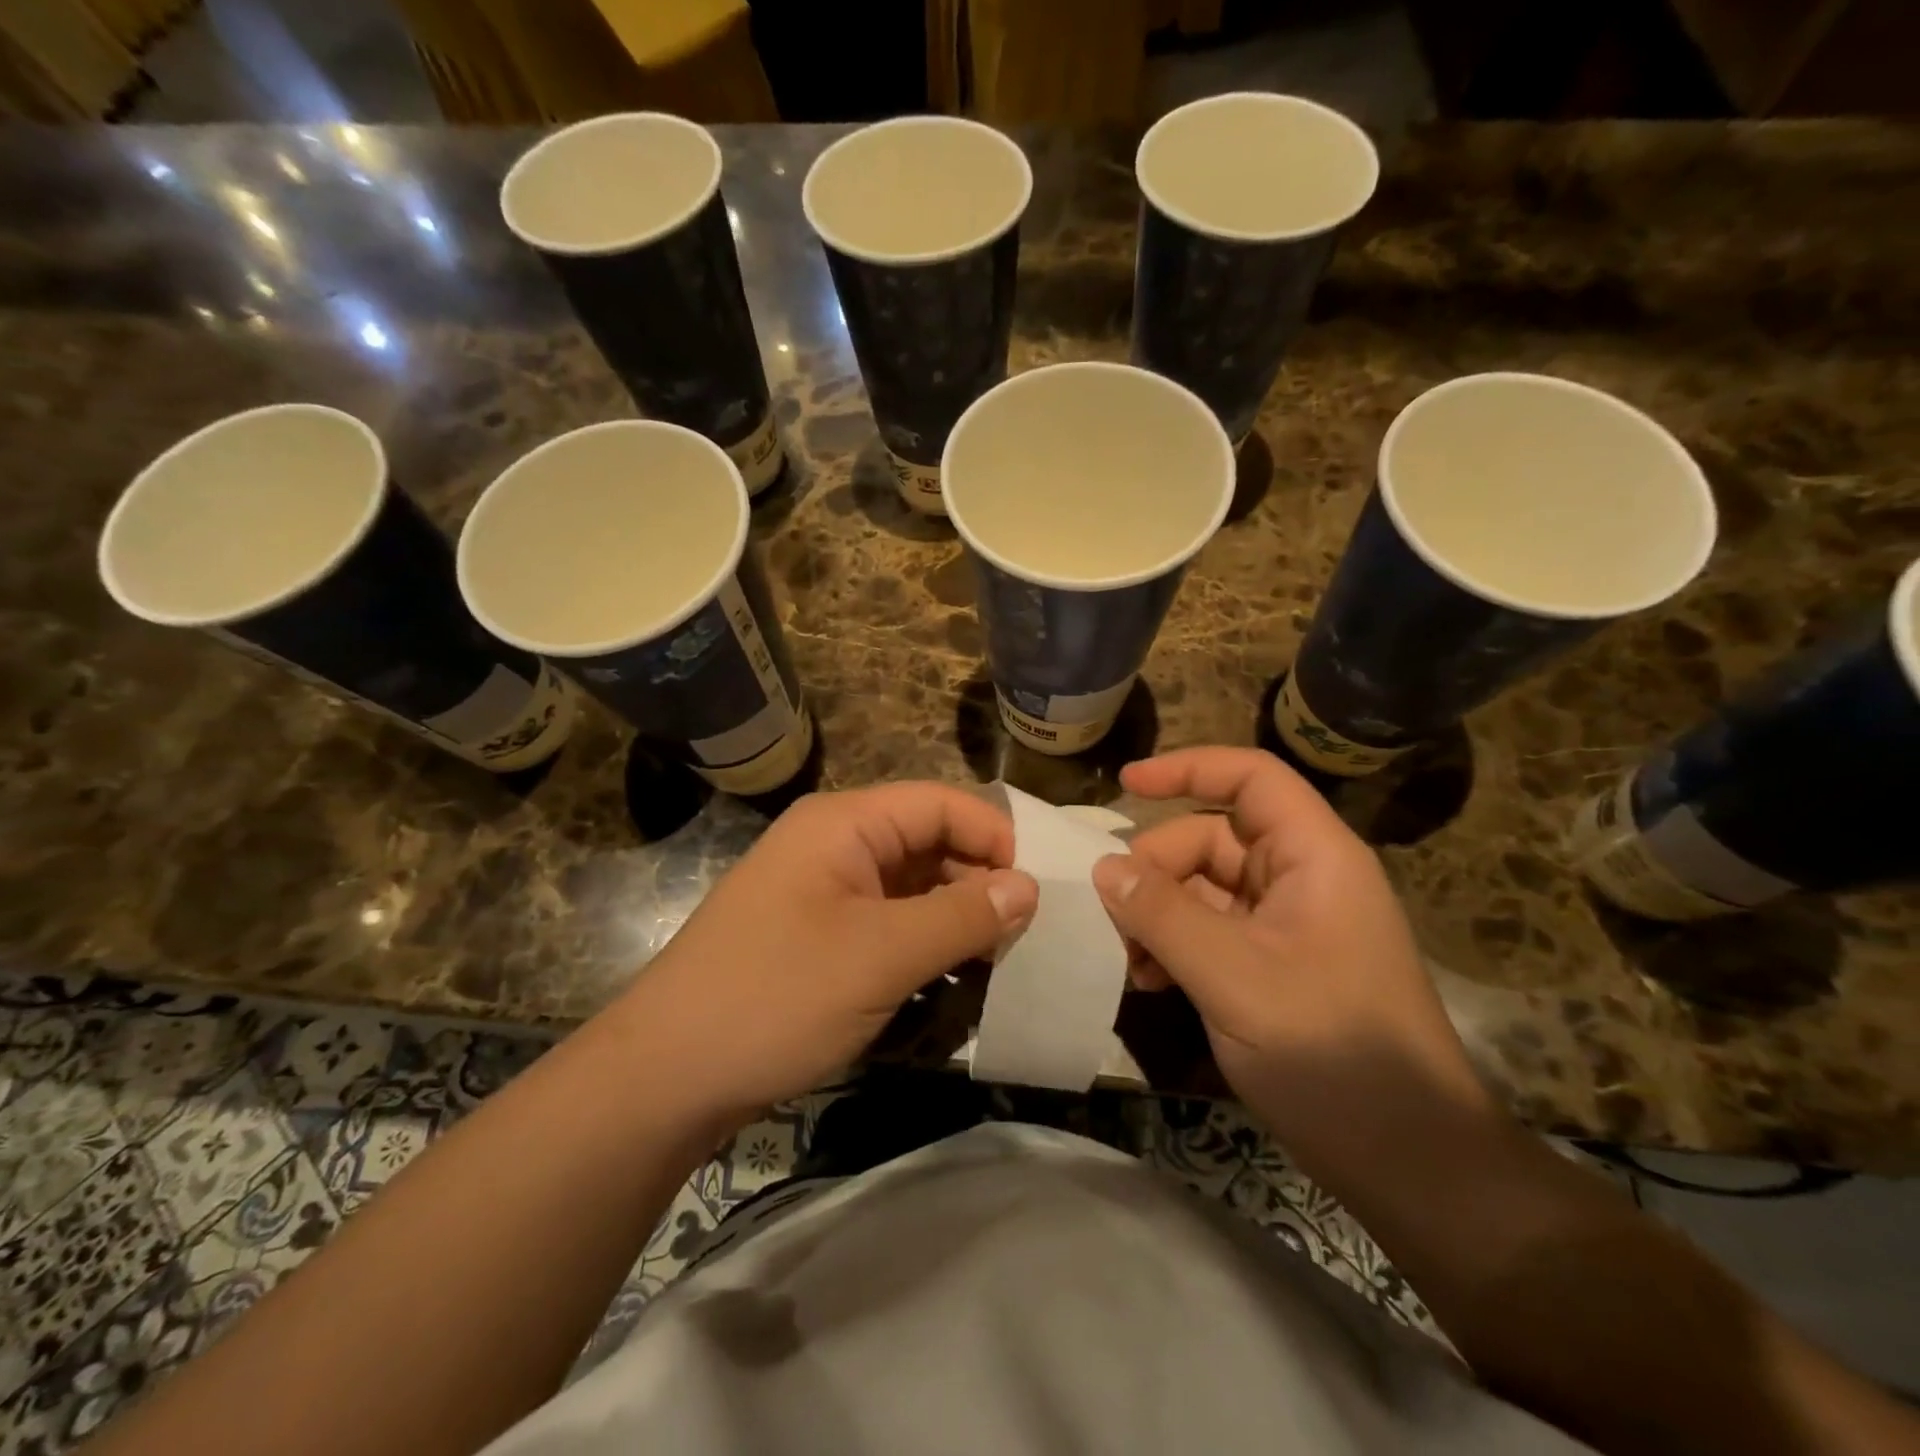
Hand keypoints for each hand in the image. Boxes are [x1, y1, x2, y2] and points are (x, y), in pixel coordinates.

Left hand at [622, 783, 1037, 1124]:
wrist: (666, 1076)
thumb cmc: (778, 996)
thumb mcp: (882, 955)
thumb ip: (962, 916)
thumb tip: (1029, 888)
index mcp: (845, 824)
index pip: (941, 804)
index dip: (995, 836)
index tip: (1040, 888)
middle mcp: (834, 844)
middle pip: (927, 842)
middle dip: (979, 881)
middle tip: (1027, 933)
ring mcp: (823, 891)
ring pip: (910, 886)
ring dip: (954, 917)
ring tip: (1000, 959)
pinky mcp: (817, 934)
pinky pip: (886, 922)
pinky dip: (923, 943)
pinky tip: (952, 978)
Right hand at [1092, 747, 1486, 1134]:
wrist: (1408, 1163)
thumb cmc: (1332, 1053)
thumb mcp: (1234, 977)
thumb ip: (1164, 915)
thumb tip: (1104, 867)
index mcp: (1315, 857)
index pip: (1251, 778)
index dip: (1188, 768)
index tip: (1125, 783)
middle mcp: (1302, 878)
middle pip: (1213, 839)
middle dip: (1156, 869)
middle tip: (1113, 915)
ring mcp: (1288, 925)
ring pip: (1204, 888)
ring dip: (1158, 913)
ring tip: (1128, 959)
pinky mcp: (1274, 965)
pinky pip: (1210, 930)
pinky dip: (1173, 945)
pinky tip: (1148, 980)